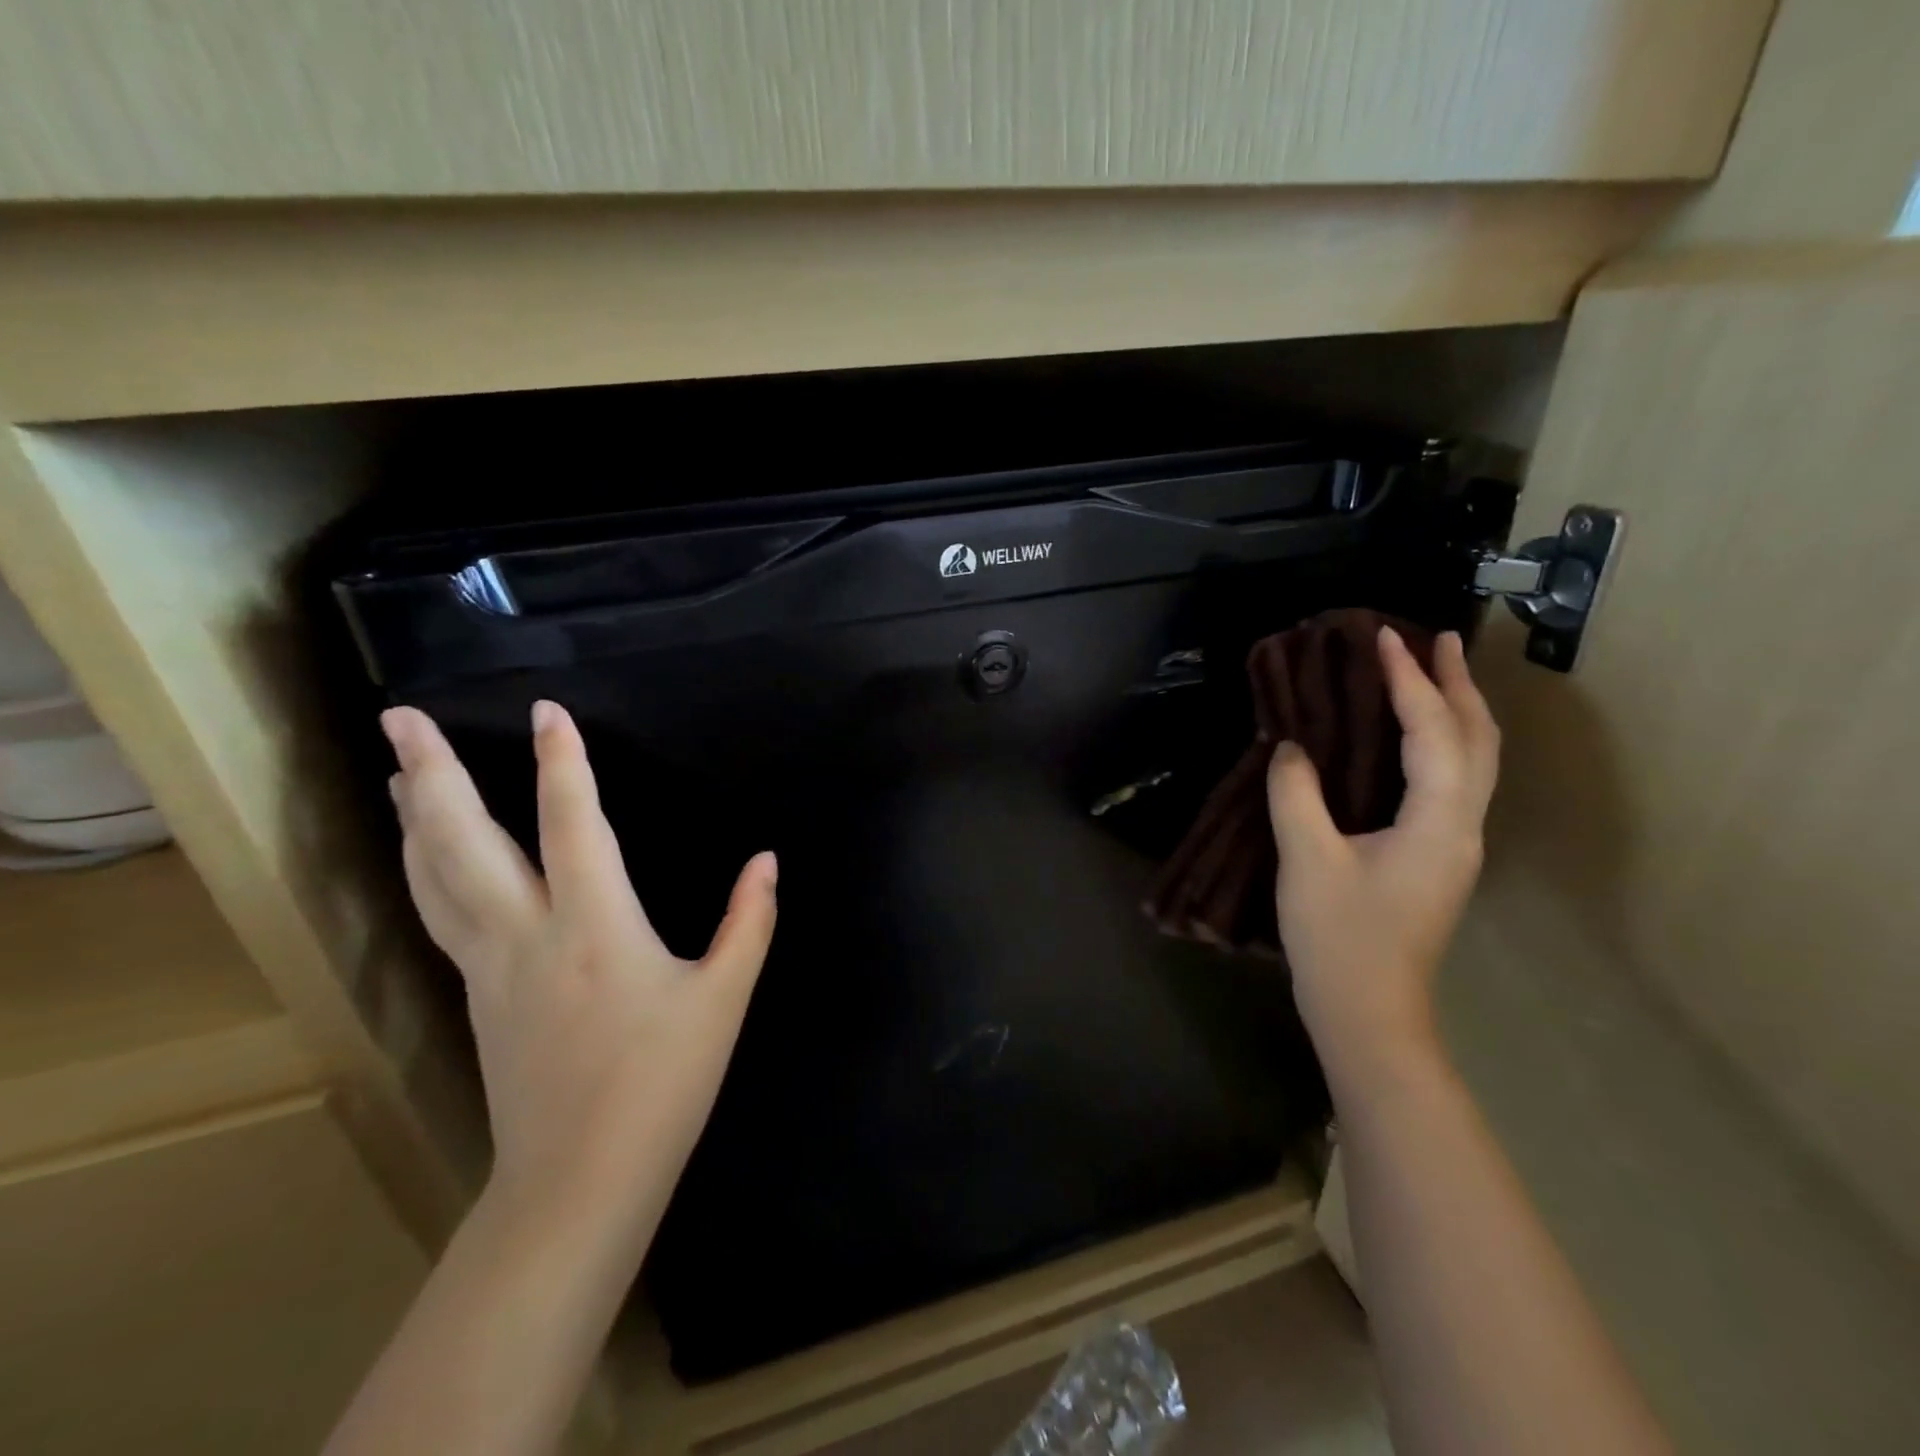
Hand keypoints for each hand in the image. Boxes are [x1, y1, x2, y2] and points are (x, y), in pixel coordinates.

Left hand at [381, 700, 776, 1226]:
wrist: (579, 1179)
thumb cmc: (662, 1082)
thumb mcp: (723, 998)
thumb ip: (749, 921)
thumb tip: (768, 860)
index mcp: (595, 926)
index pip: (573, 823)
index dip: (562, 762)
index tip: (549, 711)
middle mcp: (527, 934)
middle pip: (464, 842)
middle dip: (434, 774)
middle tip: (402, 720)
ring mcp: (489, 967)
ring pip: (436, 878)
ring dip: (415, 819)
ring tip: (397, 773)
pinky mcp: (476, 997)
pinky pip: (441, 915)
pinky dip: (425, 871)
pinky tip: (426, 860)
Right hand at [1265, 628, 1498, 1091]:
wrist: (1368, 1010)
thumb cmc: (1339, 937)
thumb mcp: (1307, 860)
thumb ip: (1297, 795)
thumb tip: (1291, 747)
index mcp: (1439, 822)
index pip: (1432, 731)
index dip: (1409, 680)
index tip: (1382, 637)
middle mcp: (1462, 826)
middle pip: (1478, 739)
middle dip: (1458, 683)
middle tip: (1434, 638)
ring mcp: (1455, 844)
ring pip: (1473, 760)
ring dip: (1457, 709)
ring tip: (1432, 672)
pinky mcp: (1438, 857)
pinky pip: (1452, 780)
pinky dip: (1441, 740)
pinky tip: (1414, 736)